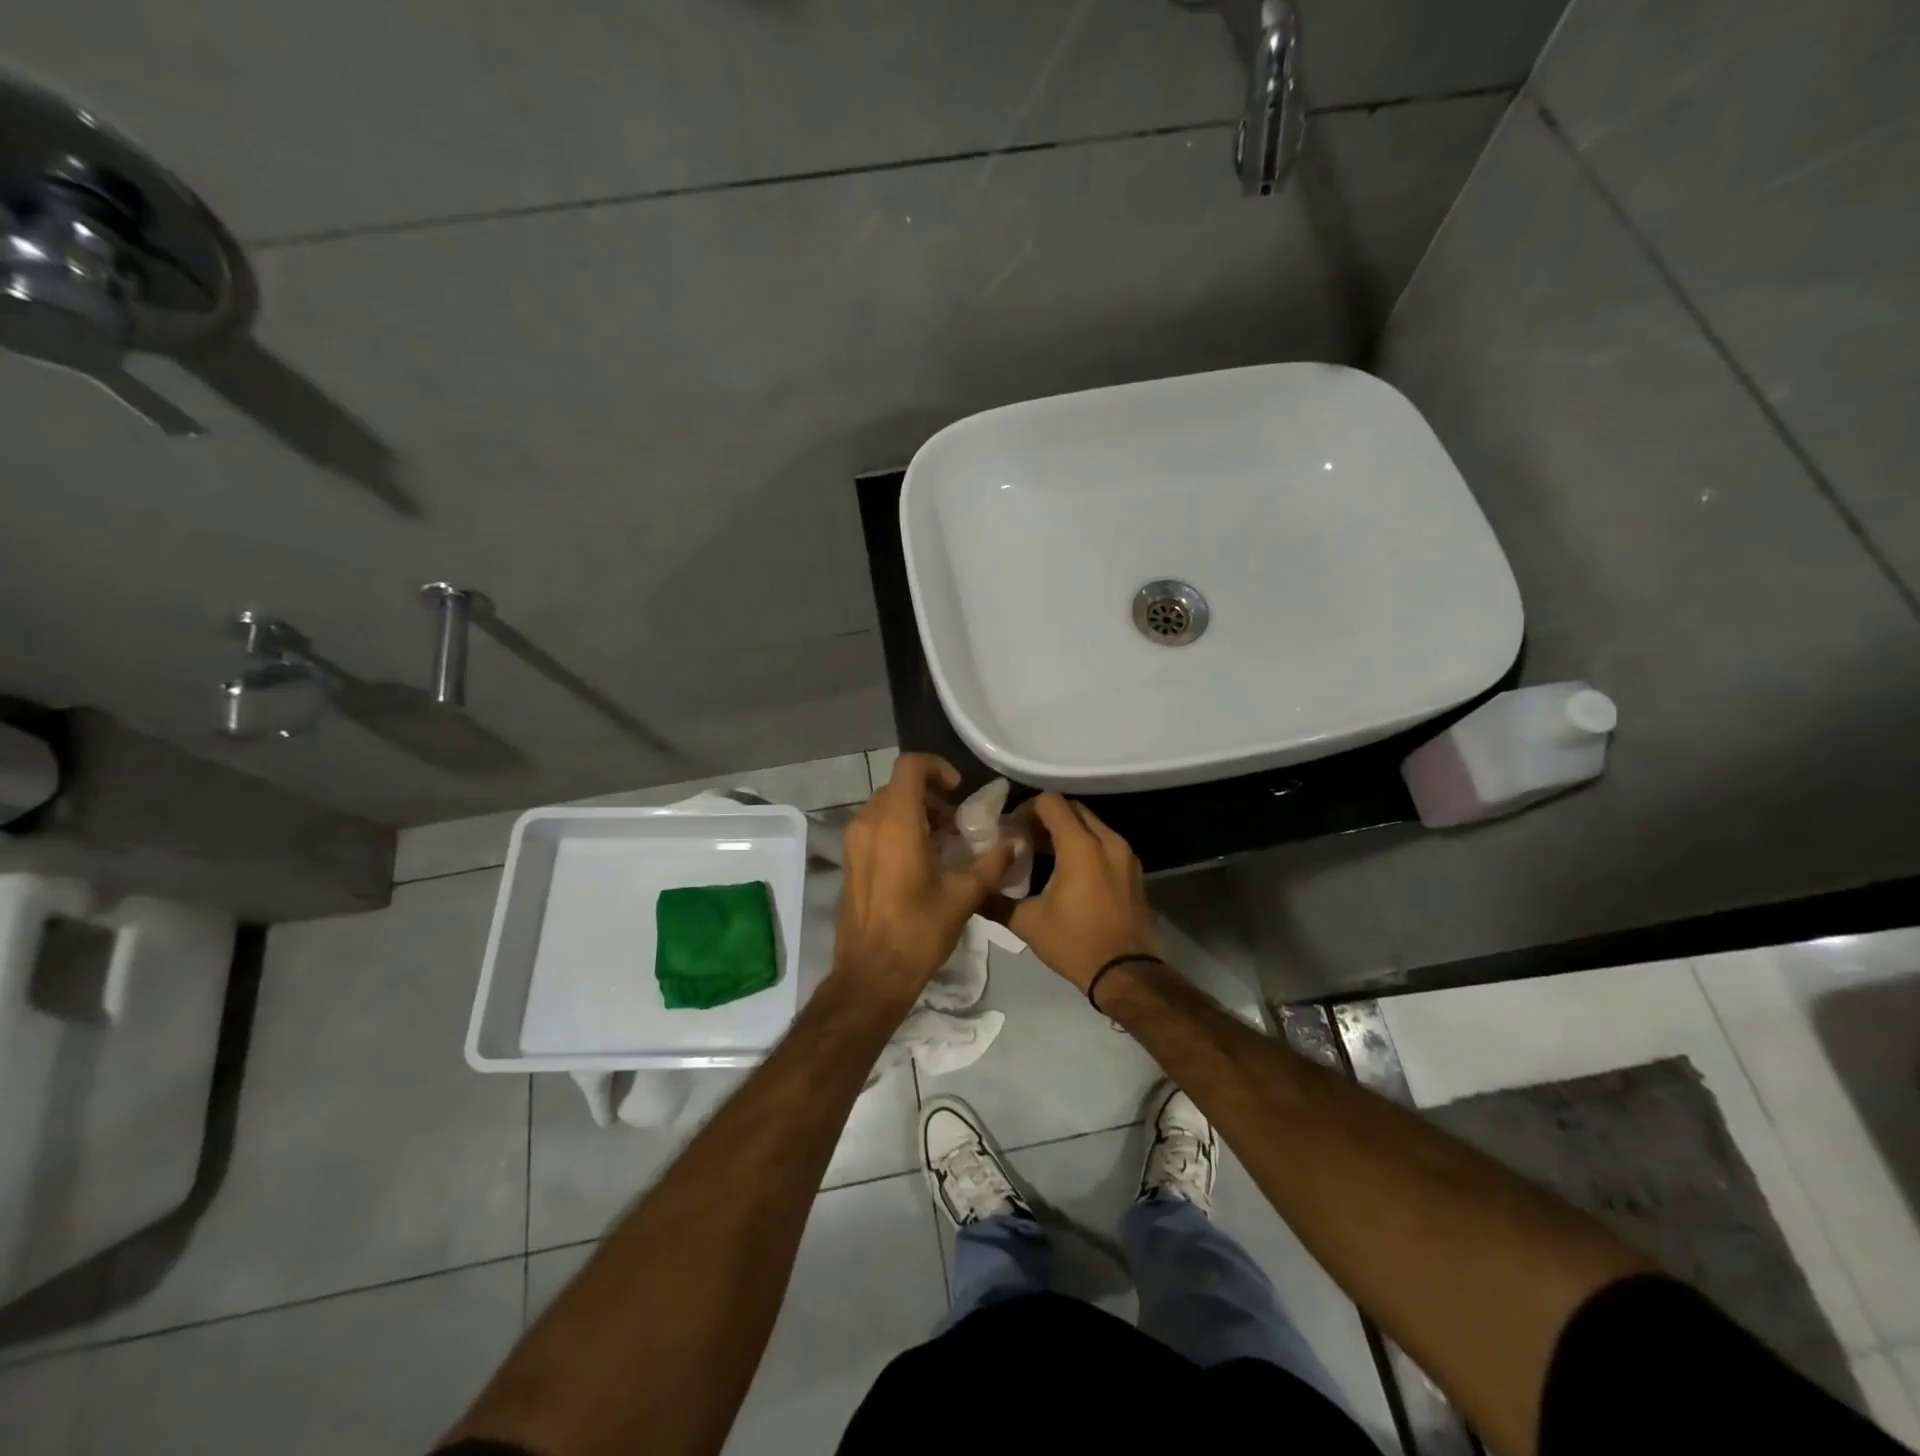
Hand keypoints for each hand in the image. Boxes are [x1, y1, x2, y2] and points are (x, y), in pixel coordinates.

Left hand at [832, 753, 1015, 1012]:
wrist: (871, 974)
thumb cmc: (918, 931)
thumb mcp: (964, 896)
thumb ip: (993, 864)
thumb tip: (1016, 843)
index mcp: (896, 824)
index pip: (910, 767)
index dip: (937, 768)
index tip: (958, 791)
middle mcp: (869, 823)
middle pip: (899, 787)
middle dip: (930, 796)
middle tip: (957, 823)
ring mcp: (854, 842)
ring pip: (885, 807)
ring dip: (915, 813)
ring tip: (942, 843)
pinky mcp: (850, 861)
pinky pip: (874, 827)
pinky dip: (898, 829)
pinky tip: (920, 861)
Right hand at [1007, 794, 1161, 993]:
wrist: (1127, 974)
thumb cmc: (1075, 943)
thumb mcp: (1028, 923)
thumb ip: (996, 901)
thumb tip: (974, 890)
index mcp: (1081, 846)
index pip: (1051, 802)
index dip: (1027, 809)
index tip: (1012, 829)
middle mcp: (1107, 840)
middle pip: (1073, 809)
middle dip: (1047, 818)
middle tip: (1025, 839)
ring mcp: (1126, 855)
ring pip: (1091, 825)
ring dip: (1067, 832)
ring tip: (1044, 856)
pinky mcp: (1134, 871)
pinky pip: (1106, 844)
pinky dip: (1086, 846)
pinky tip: (1068, 872)